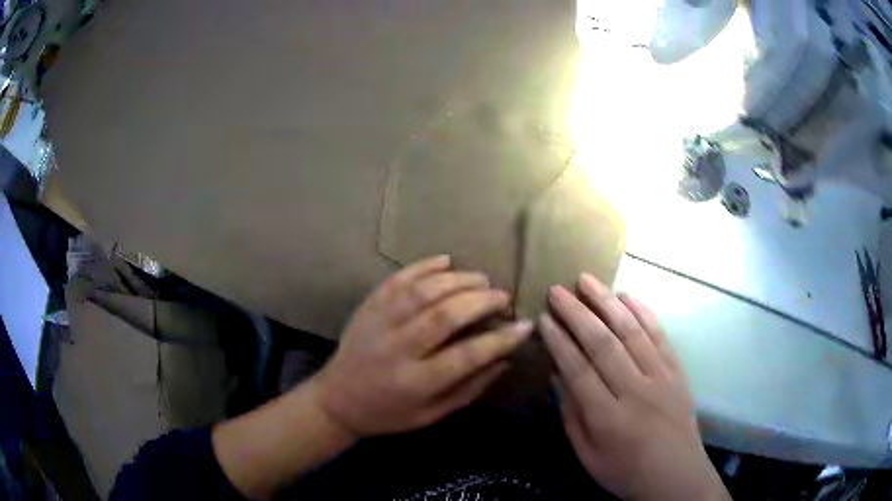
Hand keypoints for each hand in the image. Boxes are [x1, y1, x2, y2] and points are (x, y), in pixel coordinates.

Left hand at [312, 255, 532, 436]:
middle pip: (445, 315)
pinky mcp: (368, 306)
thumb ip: (470, 388)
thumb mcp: (432, 414)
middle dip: (481, 301)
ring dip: (458, 280)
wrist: (338, 400)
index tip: (524, 326)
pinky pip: (398, 279)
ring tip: (482, 279)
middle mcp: (397, 349)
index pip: (467, 356)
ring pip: (423, 292)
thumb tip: (505, 360)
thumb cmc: (389, 413)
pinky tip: (446, 261)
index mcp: (416, 382)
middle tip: (502, 297)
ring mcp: (379, 323)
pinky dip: (424, 266)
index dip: (500, 340)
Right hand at [540, 274, 729, 500]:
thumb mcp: (588, 456)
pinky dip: (643, 312)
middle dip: (577, 314)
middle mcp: (636, 392)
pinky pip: (660, 336)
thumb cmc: (626, 472)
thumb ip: (571, 416)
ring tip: (587, 280)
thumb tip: (557, 376)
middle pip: (603, 344)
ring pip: (631, 332)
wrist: (677, 476)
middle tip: (557, 290)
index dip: (559, 342)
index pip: (579, 371)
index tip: (544, 318)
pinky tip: (627, 296)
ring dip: (607, 303)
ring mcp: (661, 377)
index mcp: (608, 419)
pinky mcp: (677, 371)